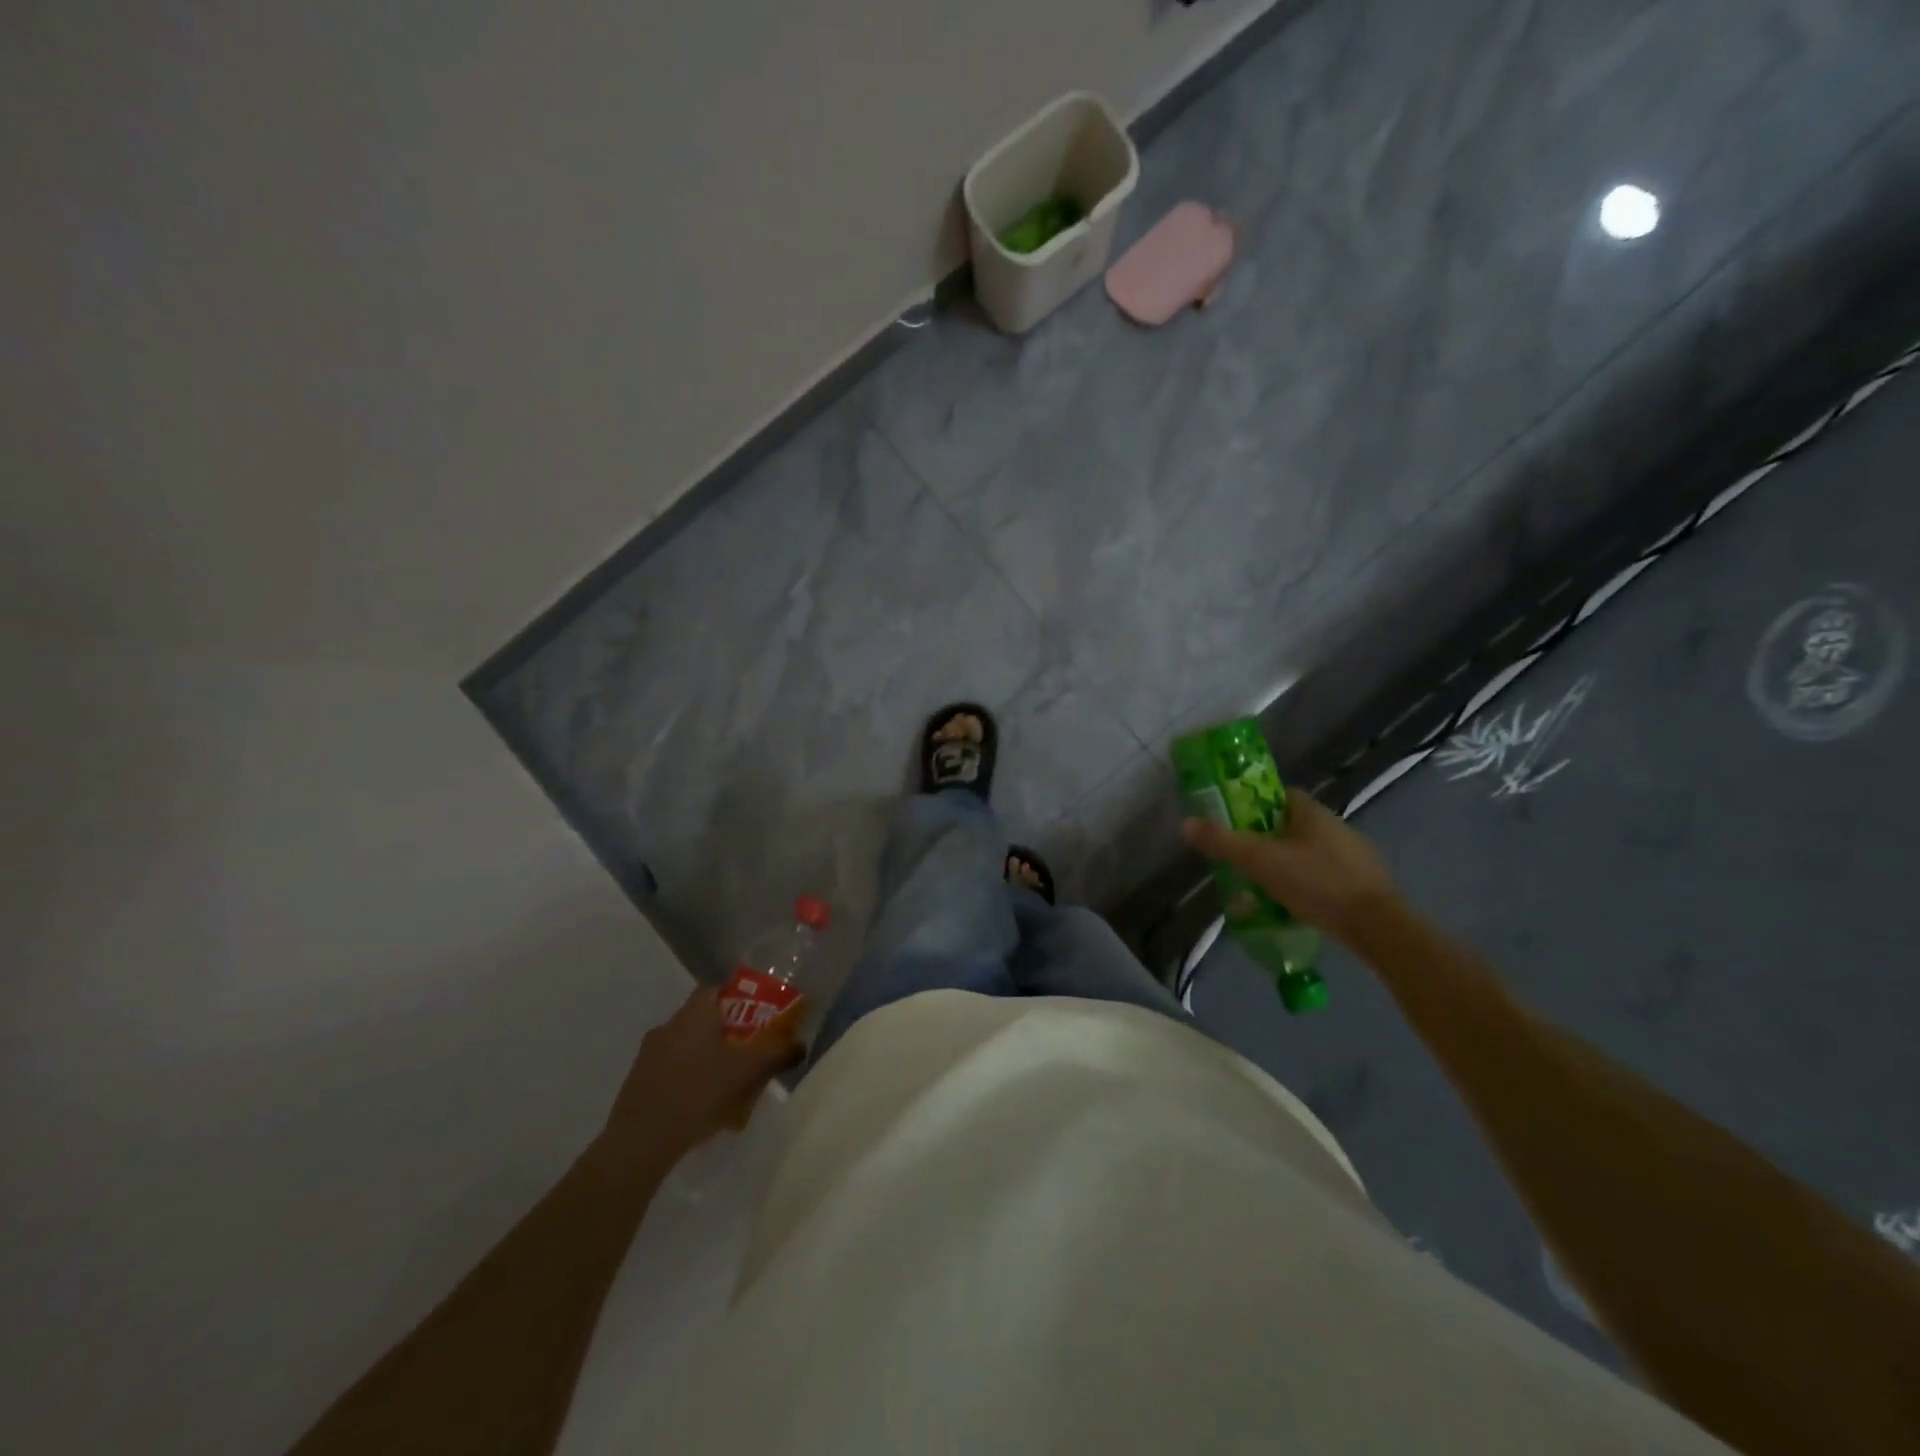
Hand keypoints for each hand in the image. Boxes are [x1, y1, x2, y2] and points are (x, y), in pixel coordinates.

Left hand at [601, 988, 804, 1165]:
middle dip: (727, 1033)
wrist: (640, 1142)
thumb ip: (778, 1055)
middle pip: (704, 1018)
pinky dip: (688, 1077)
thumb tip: (802, 1045)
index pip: (718, 989)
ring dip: (707, 1057)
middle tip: (748, 1053)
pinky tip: (701, 1104)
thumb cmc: (698, 1093)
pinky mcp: (638, 1080)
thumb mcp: (747, 1072)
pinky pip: (671, 1068)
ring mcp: (649, 1053)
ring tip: (728, 1083)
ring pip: (687, 1044)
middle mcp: (669, 1024)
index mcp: (694, 1013)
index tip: (757, 1020)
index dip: (740, 1000)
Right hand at [1182, 791, 1399, 944]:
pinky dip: (1306, 886)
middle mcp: (1336, 826)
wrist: (1378, 928)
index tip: (1235, 822)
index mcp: (1312, 812)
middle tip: (1242, 860)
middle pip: (1291, 826)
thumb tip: (1185, 824)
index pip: (1280, 795)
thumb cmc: (1317, 883)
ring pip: (1307, 853)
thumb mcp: (1261, 862)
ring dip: (1285, 866)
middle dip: (1265, 840)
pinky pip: (1324, 877)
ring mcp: (1353, 855)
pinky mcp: (1363, 884)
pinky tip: (1293, 907)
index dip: (1254, 805)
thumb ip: (1223, 843)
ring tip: (1262, 889)